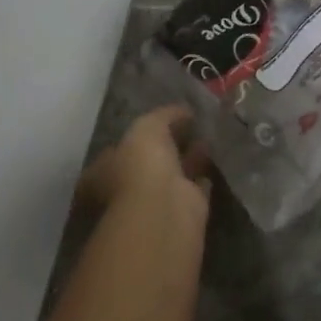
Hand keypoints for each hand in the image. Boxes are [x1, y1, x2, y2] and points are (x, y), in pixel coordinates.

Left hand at [78, 105, 210, 222]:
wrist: (164, 207)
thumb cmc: (142, 164)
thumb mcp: (148, 126)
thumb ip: (164, 115)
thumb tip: (183, 111)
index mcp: (105, 170)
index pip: (120, 148)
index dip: (140, 134)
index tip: (163, 120)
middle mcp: (127, 188)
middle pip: (148, 162)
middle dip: (167, 145)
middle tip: (188, 126)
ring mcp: (154, 202)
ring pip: (173, 174)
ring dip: (187, 158)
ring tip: (206, 136)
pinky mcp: (182, 210)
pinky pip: (193, 187)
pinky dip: (202, 176)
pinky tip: (215, 159)